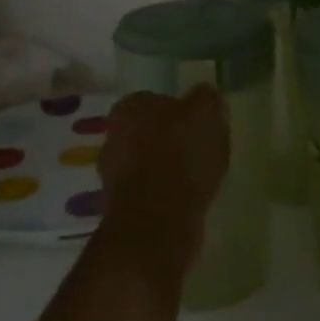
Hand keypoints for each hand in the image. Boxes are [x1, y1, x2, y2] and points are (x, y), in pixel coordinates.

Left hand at [98, 86, 228, 271]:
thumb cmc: (180, 157)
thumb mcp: (205, 113)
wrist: (157, 225)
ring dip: (170, 168)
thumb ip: (206, 97)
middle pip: (152, 131)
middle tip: (202, 149)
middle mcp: (113, 136)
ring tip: (200, 177)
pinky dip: (168, 193)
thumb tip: (205, 95)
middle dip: (173, 139)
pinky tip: (189, 199)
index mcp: (129, 107)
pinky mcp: (122, 208)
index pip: (158, 99)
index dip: (182, 111)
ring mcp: (113, 174)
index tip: (201, 124)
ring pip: (151, 162)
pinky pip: (152, 191)